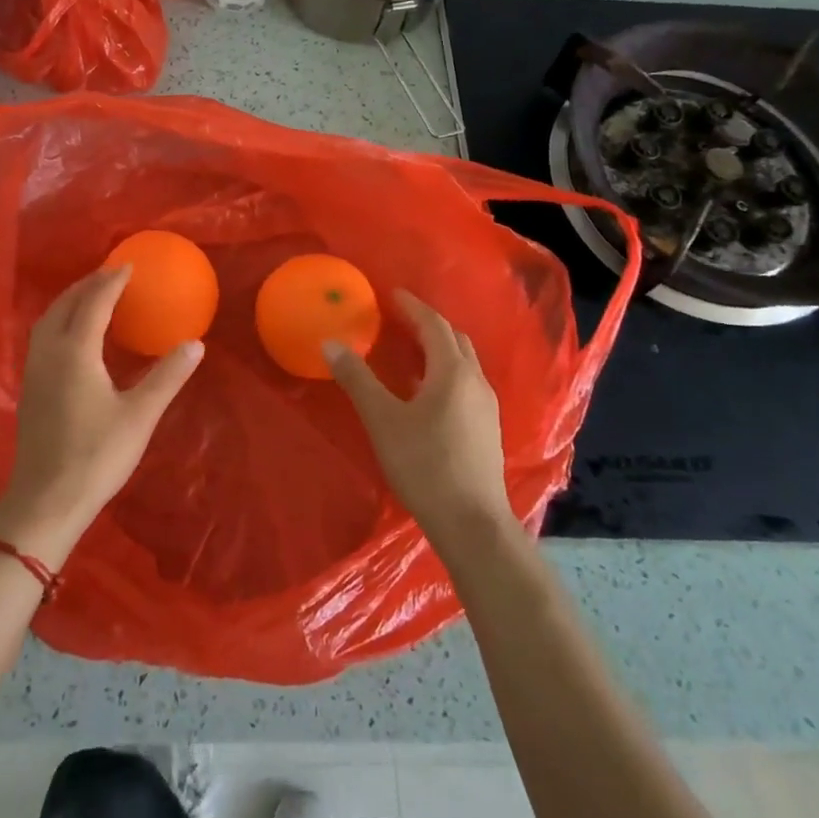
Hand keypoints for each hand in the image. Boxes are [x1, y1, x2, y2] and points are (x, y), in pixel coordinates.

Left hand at [0, 265, 203, 566]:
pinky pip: (43, 337)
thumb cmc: (96, 456)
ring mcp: (34, 371)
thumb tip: (196, 343)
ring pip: (48, 320)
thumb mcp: (140, 416)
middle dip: (88, 284)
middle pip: (64, 304)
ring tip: (93, 296)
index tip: (129, 265)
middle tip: (112, 274)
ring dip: (70, 300)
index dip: (112, 281)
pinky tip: (75, 335)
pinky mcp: (30, 388)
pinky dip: (60, 321)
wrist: (46, 501)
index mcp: (75, 353)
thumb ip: (167, 376)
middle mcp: (49, 353)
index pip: (94, 303)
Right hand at [325, 290, 516, 557]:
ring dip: (438, 349)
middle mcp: (475, 381)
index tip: (392, 294)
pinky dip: (445, 372)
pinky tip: (426, 392)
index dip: (412, 307)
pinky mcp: (487, 429)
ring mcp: (486, 406)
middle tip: (399, 318)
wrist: (472, 523)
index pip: (433, 325)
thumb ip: (357, 379)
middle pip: (454, 339)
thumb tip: (331, 343)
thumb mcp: (383, 420)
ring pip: (463, 363)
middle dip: (428, 324)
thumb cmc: (424, 465)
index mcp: (452, 371)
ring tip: (410, 350)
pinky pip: (465, 384)